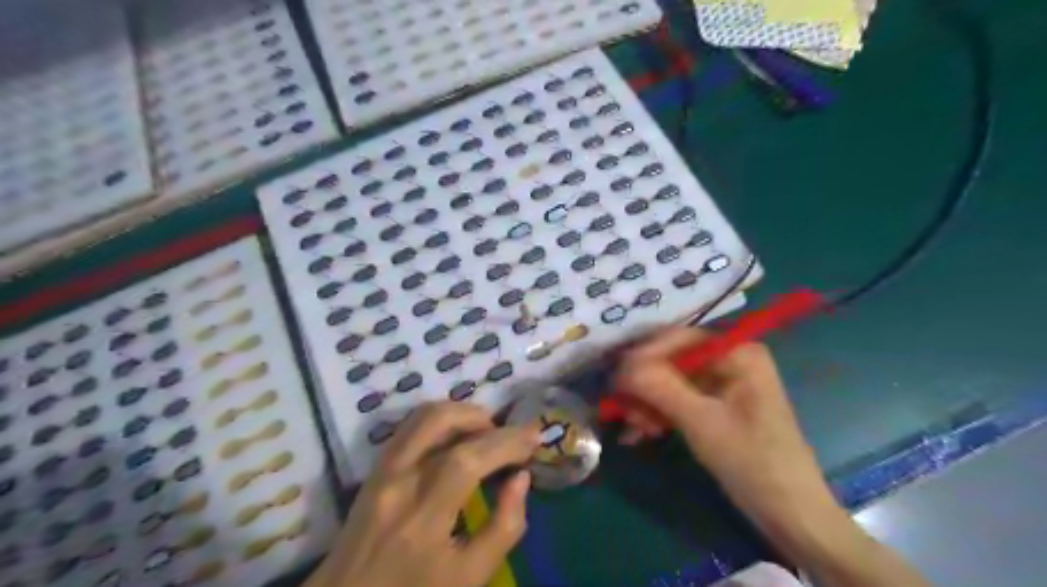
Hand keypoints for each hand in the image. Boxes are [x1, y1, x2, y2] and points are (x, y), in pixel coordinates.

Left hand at [308, 401, 537, 586]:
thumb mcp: (469, 579)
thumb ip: (504, 528)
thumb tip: (521, 478)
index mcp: (422, 516)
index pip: (468, 459)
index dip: (506, 442)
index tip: (534, 437)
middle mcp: (397, 481)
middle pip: (439, 421)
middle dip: (483, 418)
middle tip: (508, 434)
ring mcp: (381, 471)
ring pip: (421, 416)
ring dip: (460, 413)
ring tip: (486, 431)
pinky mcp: (375, 469)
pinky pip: (409, 427)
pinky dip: (439, 421)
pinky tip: (457, 436)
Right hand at [615, 327, 839, 542]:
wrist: (790, 513)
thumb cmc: (751, 461)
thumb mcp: (701, 421)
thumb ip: (660, 387)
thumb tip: (622, 366)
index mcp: (737, 353)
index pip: (679, 339)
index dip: (645, 355)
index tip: (616, 377)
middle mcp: (729, 360)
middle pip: (672, 361)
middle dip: (644, 385)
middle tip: (620, 407)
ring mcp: (722, 384)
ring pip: (671, 383)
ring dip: (648, 403)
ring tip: (631, 428)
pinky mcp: (716, 407)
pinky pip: (679, 401)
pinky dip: (659, 415)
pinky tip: (640, 432)